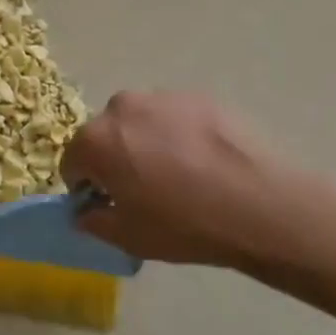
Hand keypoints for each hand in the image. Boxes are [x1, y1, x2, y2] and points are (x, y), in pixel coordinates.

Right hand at [61, 91, 335, 280]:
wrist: (262, 204)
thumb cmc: (185, 225)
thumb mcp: (129, 238)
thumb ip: (94, 221)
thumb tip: (87, 210)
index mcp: (95, 140)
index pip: (72, 161)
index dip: (87, 187)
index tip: (110, 204)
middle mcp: (121, 107)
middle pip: (105, 135)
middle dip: (116, 158)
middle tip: (146, 189)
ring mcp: (162, 97)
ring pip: (141, 122)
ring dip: (147, 142)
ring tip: (181, 175)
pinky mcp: (199, 96)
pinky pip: (175, 117)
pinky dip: (180, 135)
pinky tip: (206, 163)